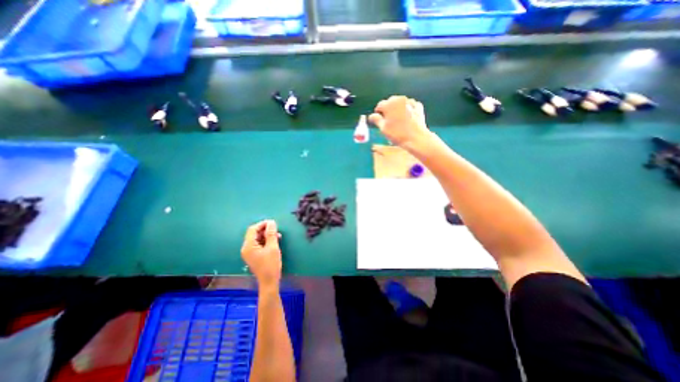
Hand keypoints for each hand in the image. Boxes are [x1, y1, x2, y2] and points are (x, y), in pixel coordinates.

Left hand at [242, 222, 281, 289]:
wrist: (269, 282)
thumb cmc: (271, 264)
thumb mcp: (273, 247)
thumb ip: (271, 234)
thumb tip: (271, 222)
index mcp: (248, 246)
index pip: (253, 229)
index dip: (263, 224)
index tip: (273, 223)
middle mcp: (246, 248)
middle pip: (254, 233)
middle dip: (265, 230)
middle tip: (277, 230)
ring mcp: (249, 252)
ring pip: (257, 238)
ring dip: (267, 235)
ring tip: (278, 236)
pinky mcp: (254, 255)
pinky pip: (258, 244)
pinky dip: (266, 241)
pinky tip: (274, 241)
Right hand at [370, 96, 431, 149]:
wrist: (416, 138)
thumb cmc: (397, 134)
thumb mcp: (383, 128)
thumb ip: (376, 120)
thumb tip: (371, 116)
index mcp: (389, 104)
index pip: (380, 105)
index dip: (378, 112)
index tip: (378, 119)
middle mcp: (400, 99)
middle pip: (390, 102)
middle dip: (388, 109)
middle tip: (388, 120)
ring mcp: (410, 102)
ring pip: (400, 103)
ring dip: (397, 109)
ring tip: (398, 120)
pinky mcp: (418, 106)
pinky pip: (409, 106)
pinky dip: (407, 110)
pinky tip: (407, 118)